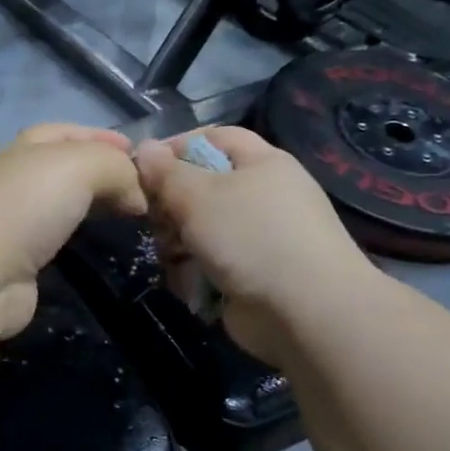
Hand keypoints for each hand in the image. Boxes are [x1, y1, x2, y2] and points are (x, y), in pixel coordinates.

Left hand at [0, 124, 146, 336]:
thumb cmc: (27, 206)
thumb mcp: (81, 166)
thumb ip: (115, 168)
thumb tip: (136, 195)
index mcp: (22, 150)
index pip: (63, 132)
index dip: (100, 135)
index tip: (138, 152)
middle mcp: (13, 181)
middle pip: (62, 168)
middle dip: (100, 171)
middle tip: (141, 188)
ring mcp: (11, 223)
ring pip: (59, 204)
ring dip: (91, 205)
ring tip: (127, 215)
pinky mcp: (15, 262)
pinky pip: (54, 239)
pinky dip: (79, 237)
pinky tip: (97, 244)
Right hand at [134, 127, 369, 363]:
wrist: (306, 313)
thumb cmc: (251, 236)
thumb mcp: (199, 195)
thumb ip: (165, 172)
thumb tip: (145, 147)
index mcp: (261, 164)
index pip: (213, 137)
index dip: (176, 146)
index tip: (143, 168)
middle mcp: (261, 197)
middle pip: (199, 187)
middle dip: (171, 205)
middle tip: (156, 220)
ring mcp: (256, 239)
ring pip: (197, 230)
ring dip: (177, 243)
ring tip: (176, 257)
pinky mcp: (248, 276)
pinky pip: (207, 264)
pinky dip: (194, 273)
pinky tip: (191, 283)